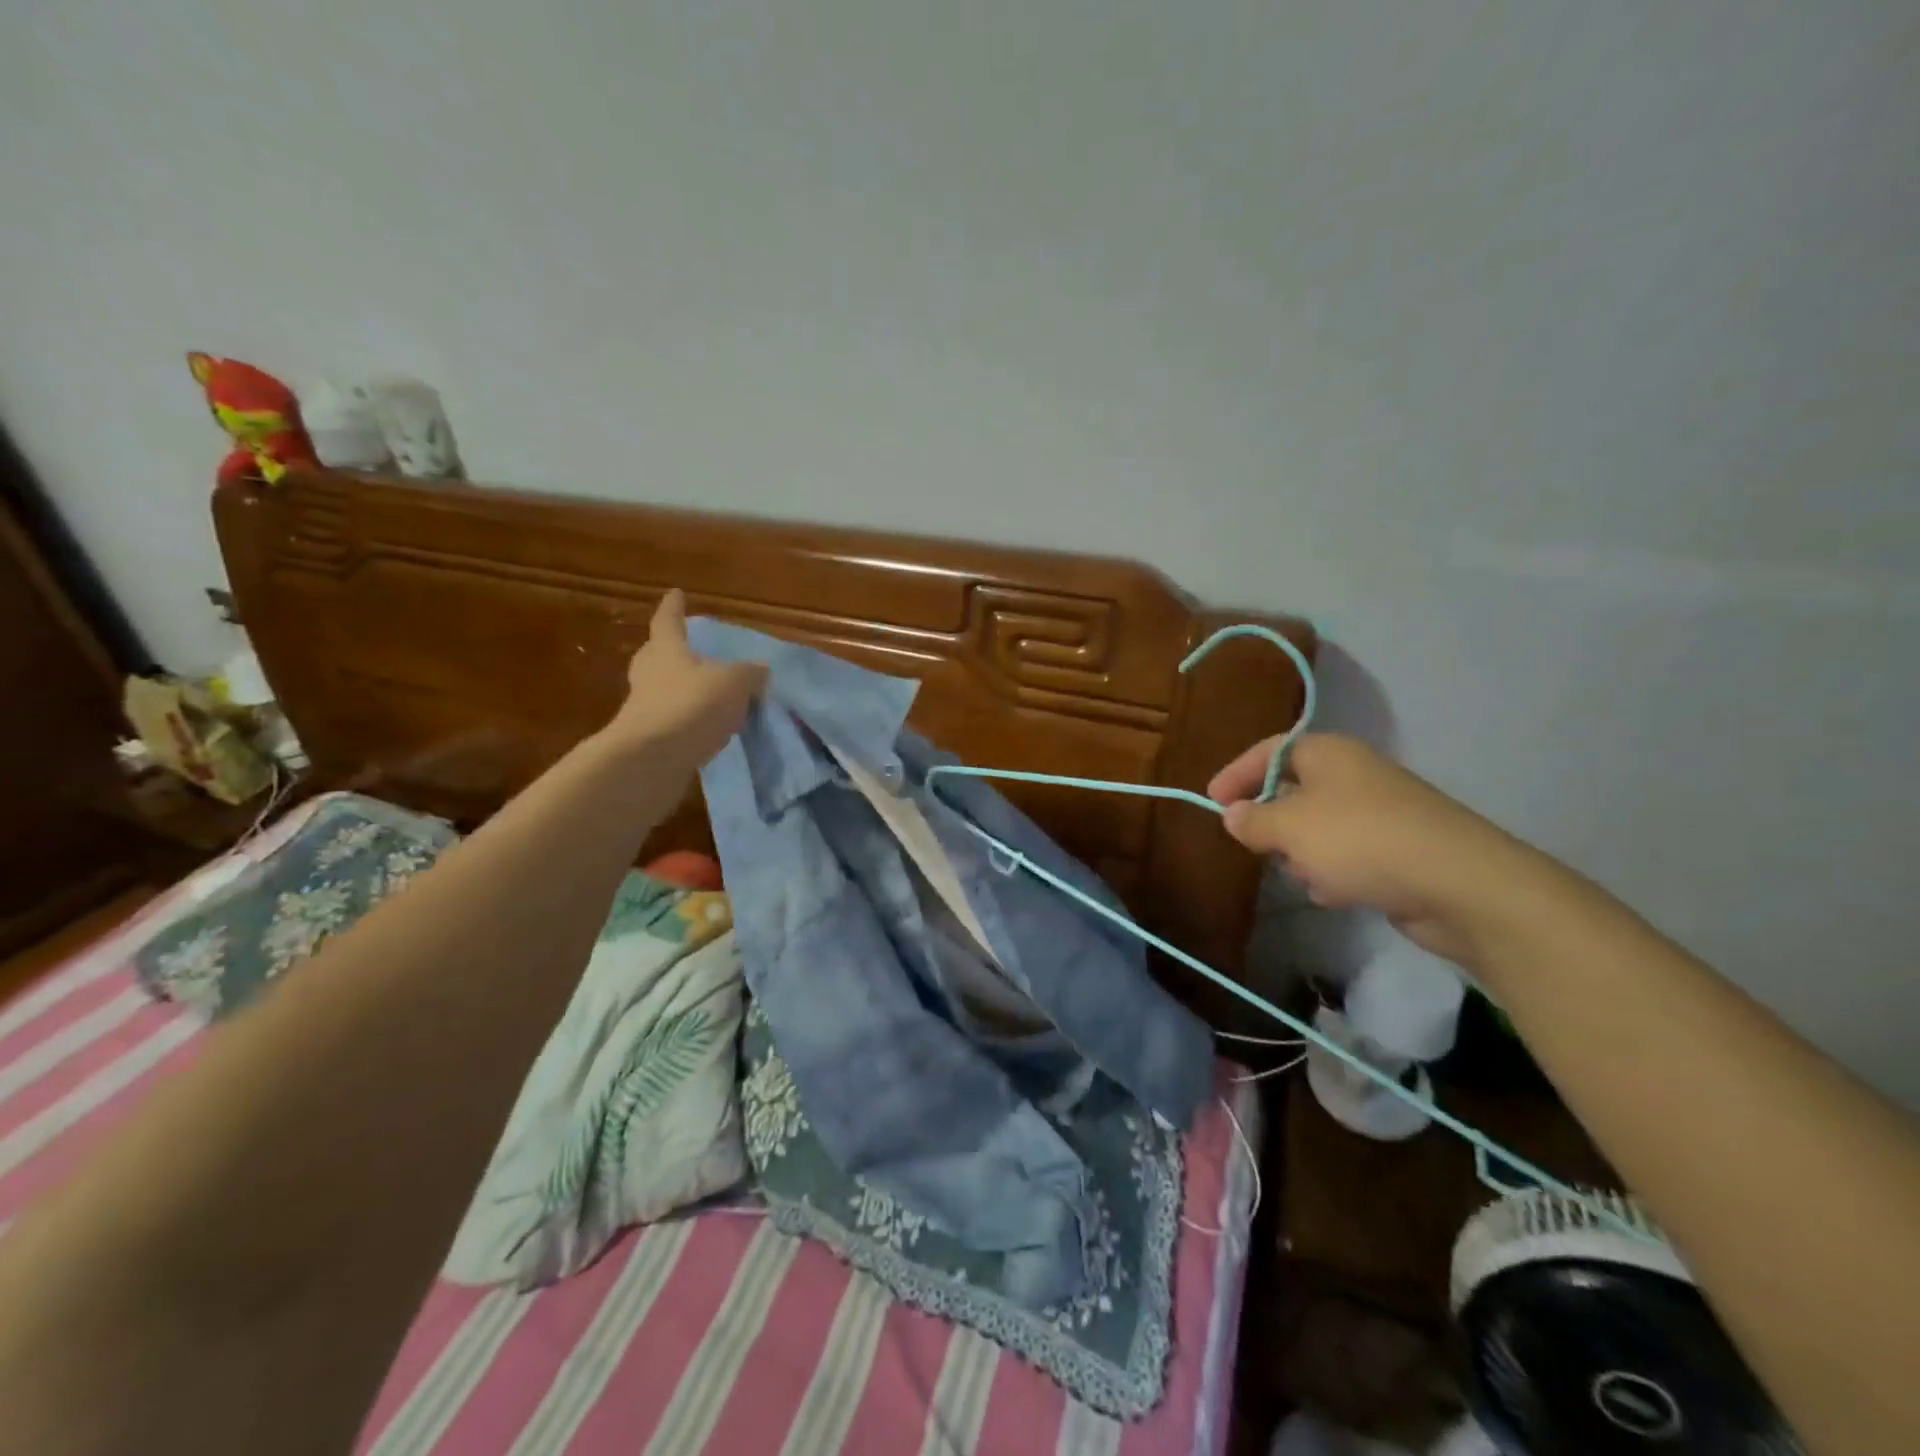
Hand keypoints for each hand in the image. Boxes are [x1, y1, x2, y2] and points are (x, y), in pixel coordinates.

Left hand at [606, 590, 766, 763]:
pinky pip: (673, 720)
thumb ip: (750, 674)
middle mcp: (650, 674)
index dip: (674, 607)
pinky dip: (689, 720)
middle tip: (688, 648)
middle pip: (657, 655)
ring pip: (664, 689)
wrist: (653, 759)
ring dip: (682, 689)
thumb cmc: (692, 705)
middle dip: (671, 651)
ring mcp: (645, 707)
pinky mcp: (649, 738)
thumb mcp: (736, 683)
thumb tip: (760, 671)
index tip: (676, 593)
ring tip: (709, 693)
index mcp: (667, 650)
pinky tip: (709, 728)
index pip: (669, 620)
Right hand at [1208, 733, 1541, 968]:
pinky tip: (1337, 893)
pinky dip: (1335, 872)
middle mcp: (1355, 774)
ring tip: (1305, 876)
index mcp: (1328, 753)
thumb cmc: (1360, 840)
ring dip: (1304, 854)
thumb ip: (1253, 820)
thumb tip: (1233, 814)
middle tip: (1257, 846)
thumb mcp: (1289, 828)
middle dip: (1273, 823)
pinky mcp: (1400, 849)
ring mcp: (1381, 812)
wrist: (1460, 884)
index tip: (1212, 801)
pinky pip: (1349, 855)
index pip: (1269, 751)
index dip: (1237, 773)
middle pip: (1294, 791)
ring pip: (1319, 828)